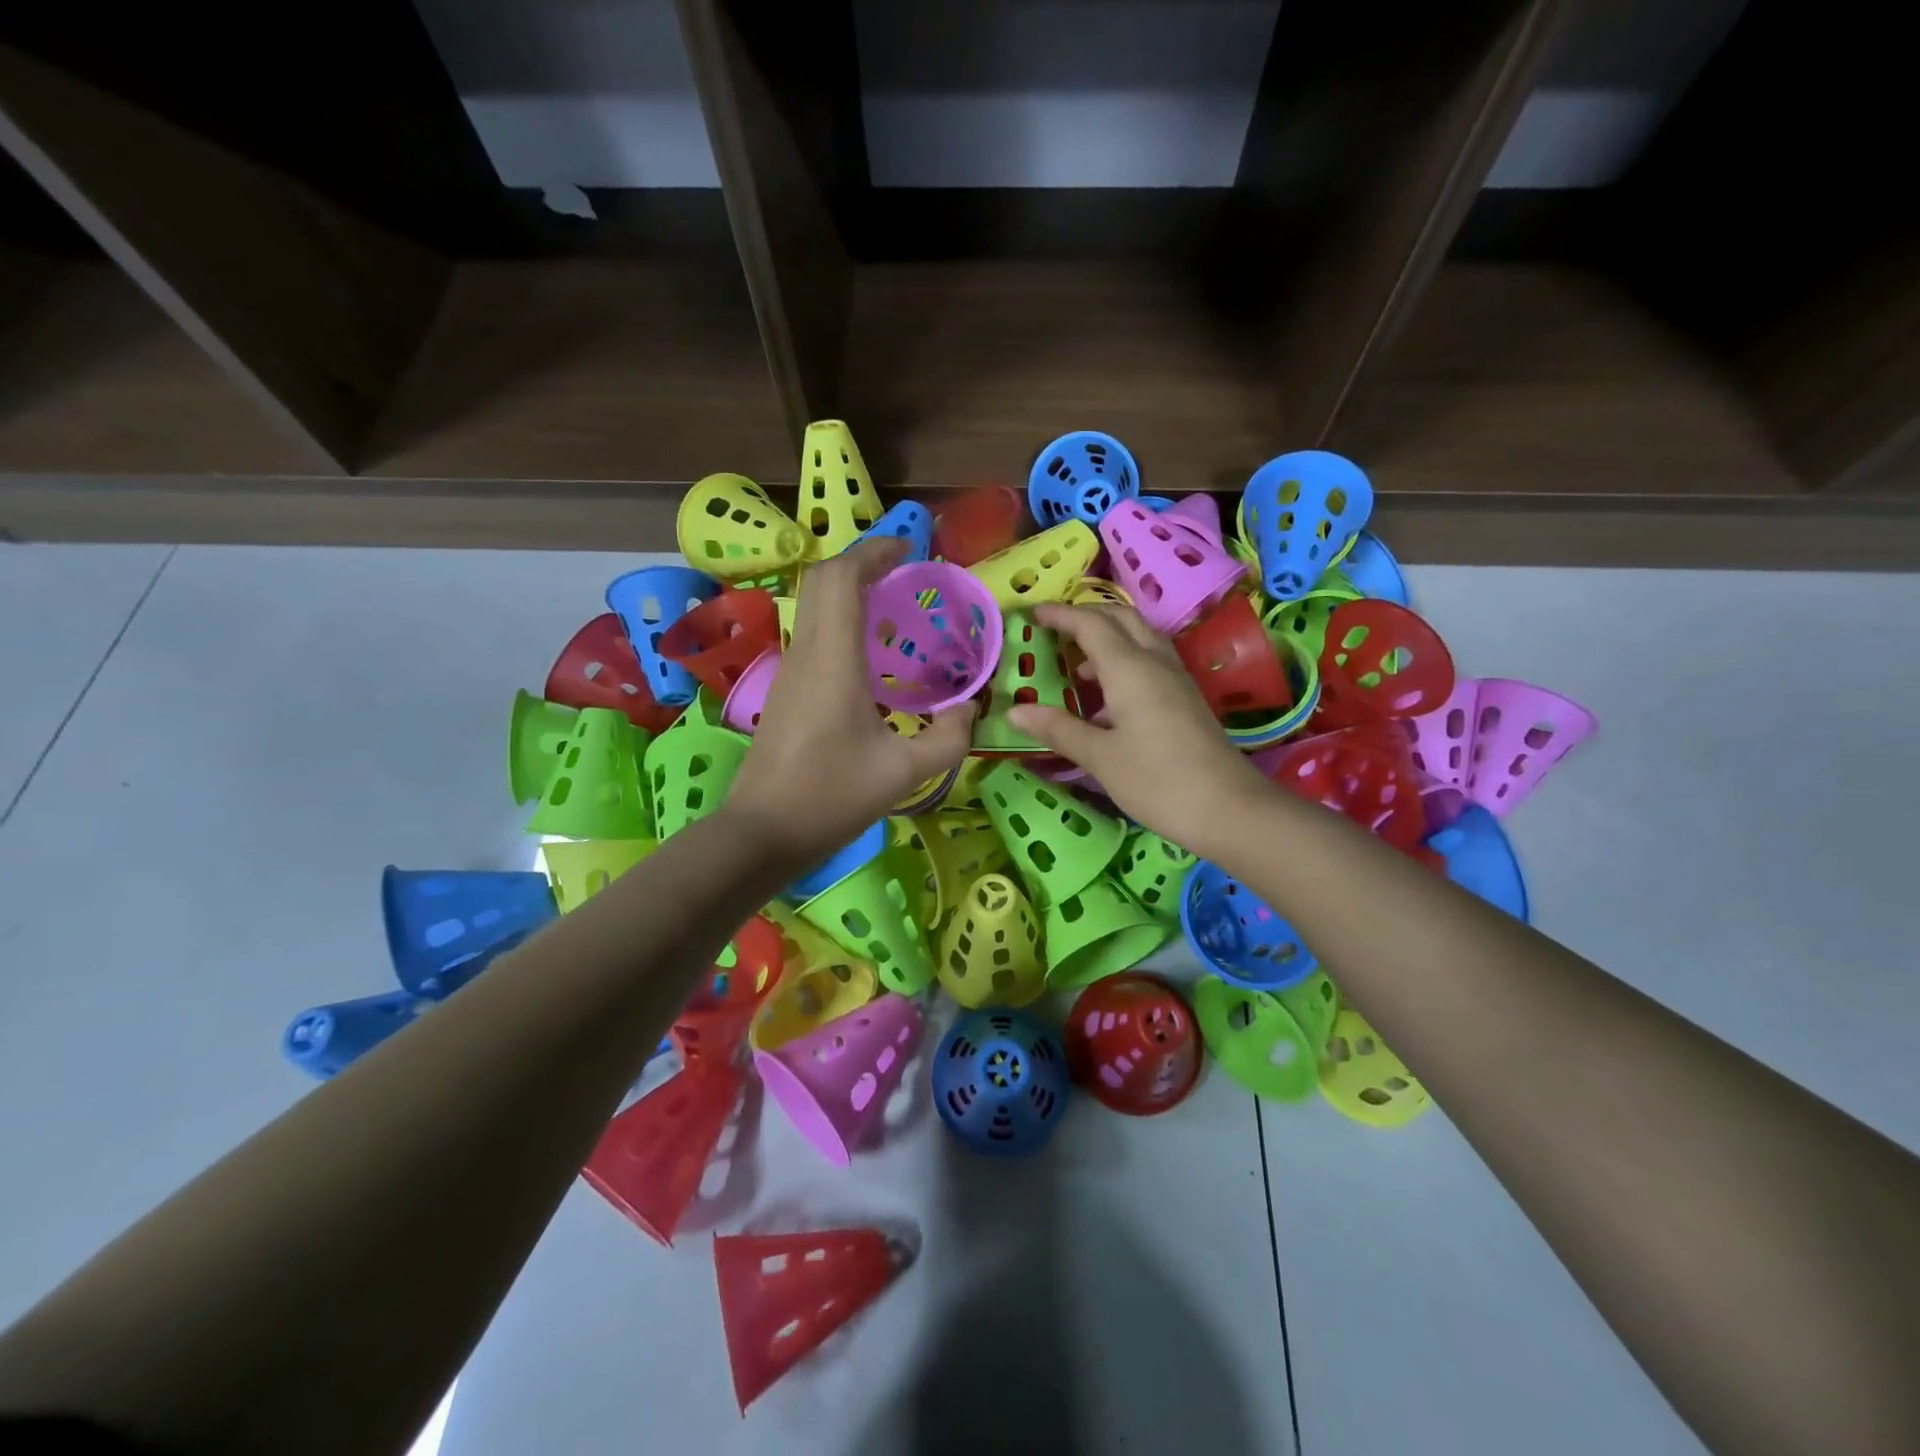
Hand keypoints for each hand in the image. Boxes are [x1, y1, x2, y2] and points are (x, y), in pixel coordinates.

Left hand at [724, 538, 972, 866]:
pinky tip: (870, 652)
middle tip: (904, 571)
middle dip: (861, 562)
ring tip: (893, 604)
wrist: (763, 832)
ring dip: (849, 590)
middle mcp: (807, 654)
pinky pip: (813, 633)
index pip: (841, 578)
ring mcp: (790, 671)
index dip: (873, 552)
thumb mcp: (905, 772)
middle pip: (821, 581)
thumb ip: (949, 738)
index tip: (909, 549)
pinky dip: (841, 619)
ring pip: (813, 605)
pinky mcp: (786, 690)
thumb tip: (970, 708)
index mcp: (833, 661)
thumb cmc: (832, 797)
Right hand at [1006, 603, 1272, 858]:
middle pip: (1121, 619)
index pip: (1091, 625)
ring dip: (1108, 637)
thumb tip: (1015, 711)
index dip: (1061, 615)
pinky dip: (1124, 660)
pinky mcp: (1185, 698)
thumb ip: (1058, 729)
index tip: (1033, 614)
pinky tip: (1108, 698)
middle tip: (1055, 629)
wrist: (1228, 807)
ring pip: (1140, 637)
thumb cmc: (1156, 780)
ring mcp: (1175, 679)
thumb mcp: (1099, 757)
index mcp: (1130, 669)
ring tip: (1077, 664)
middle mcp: (1155, 663)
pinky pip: (1150, 661)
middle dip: (1087, 616)